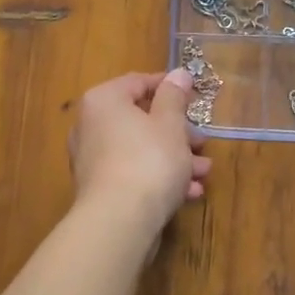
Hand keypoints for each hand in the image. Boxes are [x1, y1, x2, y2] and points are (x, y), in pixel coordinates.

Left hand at [68, 69, 212, 229]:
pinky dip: (159, 177)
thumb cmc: (149, 160)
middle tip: (203, 141)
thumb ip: (174, 96)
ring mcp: (93, 159)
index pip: (138, 82)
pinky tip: (188, 192)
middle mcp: (91, 126)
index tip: (196, 97)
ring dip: (175, 158)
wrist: (120, 221)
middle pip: (141, 120)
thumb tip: (178, 73)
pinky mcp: (100, 189)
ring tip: (203, 171)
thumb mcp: (170, 124)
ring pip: (141, 149)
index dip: (170, 87)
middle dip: (178, 132)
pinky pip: (134, 173)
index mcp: (104, 101)